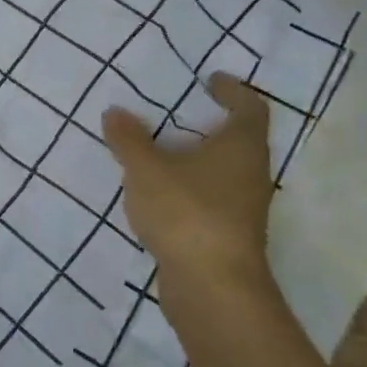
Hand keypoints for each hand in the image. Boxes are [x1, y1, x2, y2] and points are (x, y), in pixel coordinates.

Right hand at [102, 73, 274, 285]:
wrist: (212, 287)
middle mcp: (251, 174)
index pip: (249, 107)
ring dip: (197, 160)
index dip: (233, 90)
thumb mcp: (146, 169)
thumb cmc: (186, 212)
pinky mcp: (227, 236)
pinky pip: (209, 199)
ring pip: (223, 172)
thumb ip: (128, 139)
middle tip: (177, 113)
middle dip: (210, 125)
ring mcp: (243, 209)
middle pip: (238, 140)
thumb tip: (115, 112)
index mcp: (241, 147)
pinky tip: (160, 194)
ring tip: (160, 152)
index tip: (211, 80)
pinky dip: (188, 188)